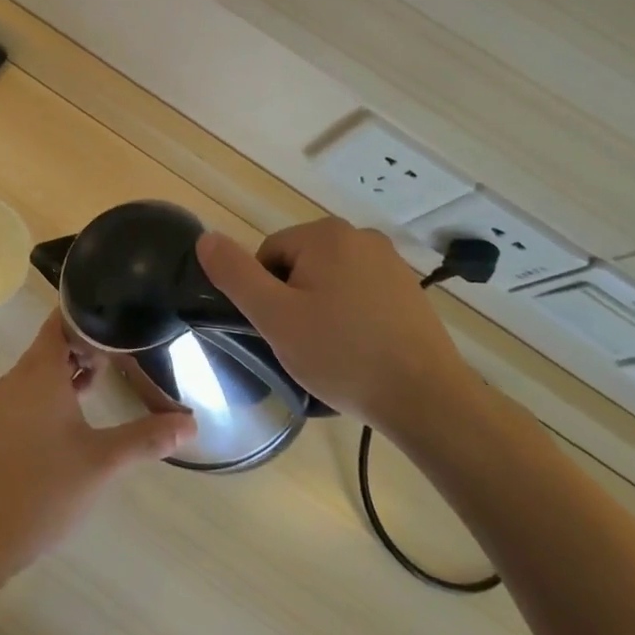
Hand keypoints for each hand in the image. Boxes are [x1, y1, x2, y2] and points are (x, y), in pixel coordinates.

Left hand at [0, 311, 195, 579]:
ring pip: (42, 368)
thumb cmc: (46, 488)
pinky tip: (81, 411)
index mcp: (39, 372)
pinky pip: (33, 389)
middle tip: (124, 348)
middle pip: (52, 342)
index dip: (87, 313)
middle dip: (86, 342)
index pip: (59, 321)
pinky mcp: (3, 424)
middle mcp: (19, 377)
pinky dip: (57, 388)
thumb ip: (147, 438)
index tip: (119, 316)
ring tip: (109, 375)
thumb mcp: (103, 461)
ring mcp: (7, 401)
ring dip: (72, 367)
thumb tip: (190, 422)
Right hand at [196, 219, 486, 450]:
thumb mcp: (275, 317)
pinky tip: (359, 349)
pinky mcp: (408, 289)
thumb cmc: (343, 355)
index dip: (265, 296)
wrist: (428, 400)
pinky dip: (350, 316)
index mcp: (325, 234)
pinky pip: (359, 293)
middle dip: (293, 300)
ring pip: (328, 280)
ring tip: (333, 351)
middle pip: (298, 264)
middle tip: (305, 343)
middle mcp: (360, 236)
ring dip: (320, 309)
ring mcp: (390, 262)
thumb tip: (205, 238)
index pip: (268, 255)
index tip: (282, 330)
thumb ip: (235, 274)